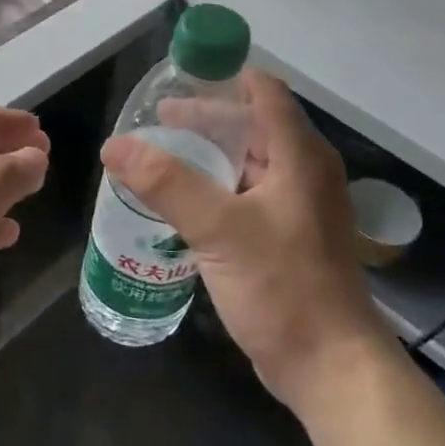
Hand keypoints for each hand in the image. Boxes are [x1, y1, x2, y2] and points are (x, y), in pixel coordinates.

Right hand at [100, 69, 395, 417]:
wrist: (330, 367)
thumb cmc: (283, 288)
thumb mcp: (219, 229)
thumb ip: (166, 182)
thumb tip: (114, 145)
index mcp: (300, 155)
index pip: (263, 91)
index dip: (222, 78)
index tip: (176, 80)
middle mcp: (305, 171)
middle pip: (253, 124)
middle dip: (205, 119)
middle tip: (155, 122)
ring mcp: (299, 206)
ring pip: (249, 162)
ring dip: (208, 155)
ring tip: (161, 158)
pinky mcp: (289, 237)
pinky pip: (249, 195)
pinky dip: (217, 187)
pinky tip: (184, 203)